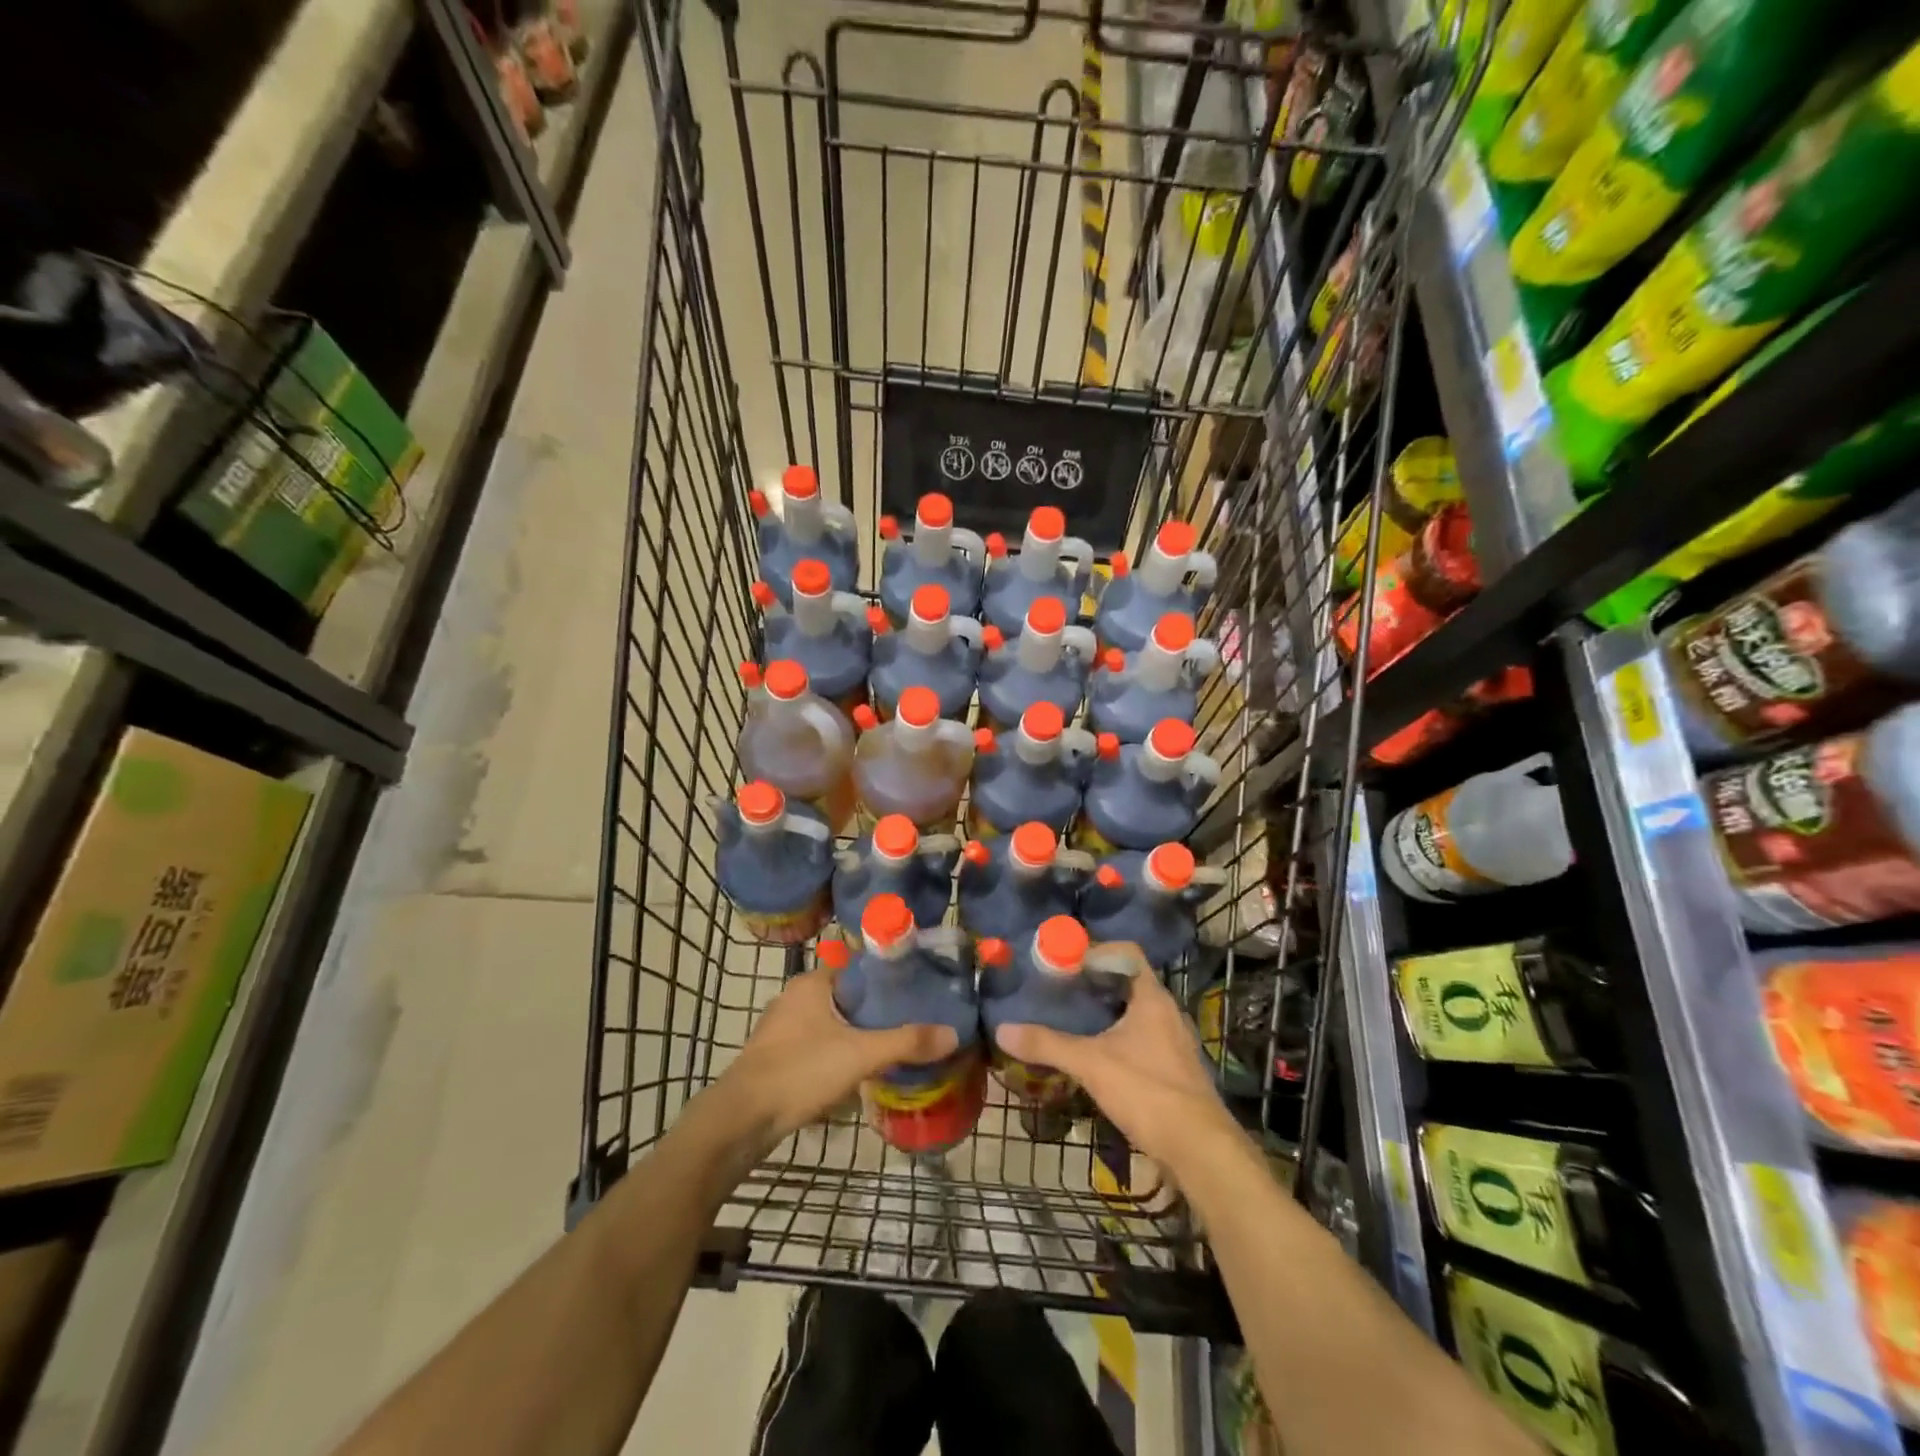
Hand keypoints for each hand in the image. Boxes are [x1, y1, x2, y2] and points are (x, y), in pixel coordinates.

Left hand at [716, 958, 958, 1155]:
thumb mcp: (860, 1054)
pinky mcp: (775, 1054)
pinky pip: (817, 1042)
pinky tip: (856, 1069)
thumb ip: (906, 1042)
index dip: (888, 975)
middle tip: (912, 1018)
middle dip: (876, 1007)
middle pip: (847, 993)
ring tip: (892, 1044)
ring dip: (856, 1030)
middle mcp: (795, 996)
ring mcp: (781, 1026)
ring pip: (831, 1020)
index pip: (858, 965)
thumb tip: (952, 1033)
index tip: (917, 986)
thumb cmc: (800, 1071)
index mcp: (812, 982)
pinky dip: (838, 1049)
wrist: (742, 1119)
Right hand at [993, 944, 1237, 1173]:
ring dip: (1105, 1011)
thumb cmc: (1147, 1091)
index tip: (1063, 960)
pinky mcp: (1174, 1068)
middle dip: (1093, 982)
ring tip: (1070, 1018)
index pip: (1125, 952)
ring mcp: (1173, 1040)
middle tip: (1058, 988)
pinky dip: (1116, 1036)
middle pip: (1127, 981)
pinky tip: (1095, 1053)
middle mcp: (1166, 1011)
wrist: (1199, 1149)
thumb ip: (1047, 1045)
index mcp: (1151, 997)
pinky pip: (1141, 1037)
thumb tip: (1002, 1029)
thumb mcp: (1090, 1064)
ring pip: (1134, 1011)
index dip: (1094, 950)